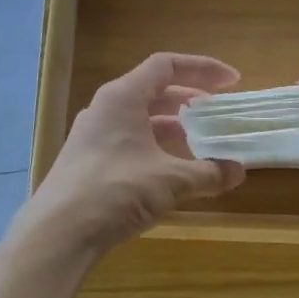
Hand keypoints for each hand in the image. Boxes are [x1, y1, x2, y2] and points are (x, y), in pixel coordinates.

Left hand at [23, 53, 245, 254]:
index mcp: (123, 98)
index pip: (166, 66)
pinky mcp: (88, 163)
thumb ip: (208, 173)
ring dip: (172, 128)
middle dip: (189, 101)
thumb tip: (238, 171)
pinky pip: (129, 144)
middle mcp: (105, 110)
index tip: (231, 83)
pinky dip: (155, 149)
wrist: (60, 231)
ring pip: (140, 121)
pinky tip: (171, 172)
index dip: (202, 69)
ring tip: (199, 144)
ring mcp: (93, 137)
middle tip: (216, 115)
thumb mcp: (170, 181)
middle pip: (153, 92)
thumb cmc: (116, 191)